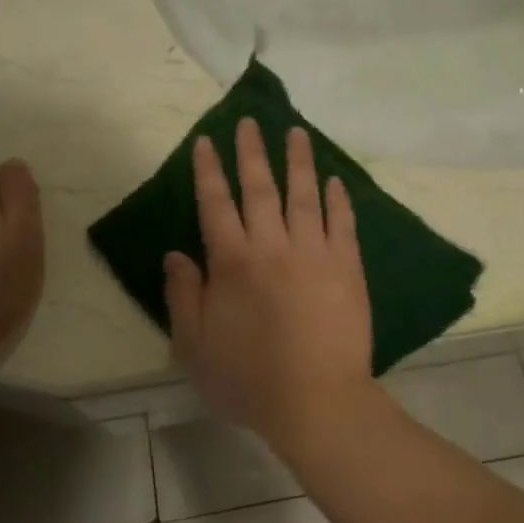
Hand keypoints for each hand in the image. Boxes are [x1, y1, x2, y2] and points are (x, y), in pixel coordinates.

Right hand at [163, 118, 374, 450]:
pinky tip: (335, 181)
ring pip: (304, 195)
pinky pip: (342, 223)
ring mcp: (315, 253)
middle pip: (260, 188)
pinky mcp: (348, 267)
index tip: (206, 142)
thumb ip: (183, 295)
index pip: (216, 204)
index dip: (209, 171)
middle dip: (252, 152)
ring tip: (295, 132)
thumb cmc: (248, 380)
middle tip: (250, 121)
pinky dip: (338, 199)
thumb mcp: (194, 346)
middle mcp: (272, 246)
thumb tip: (175, 254)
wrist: (315, 400)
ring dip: (298, 161)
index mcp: (232, 262)